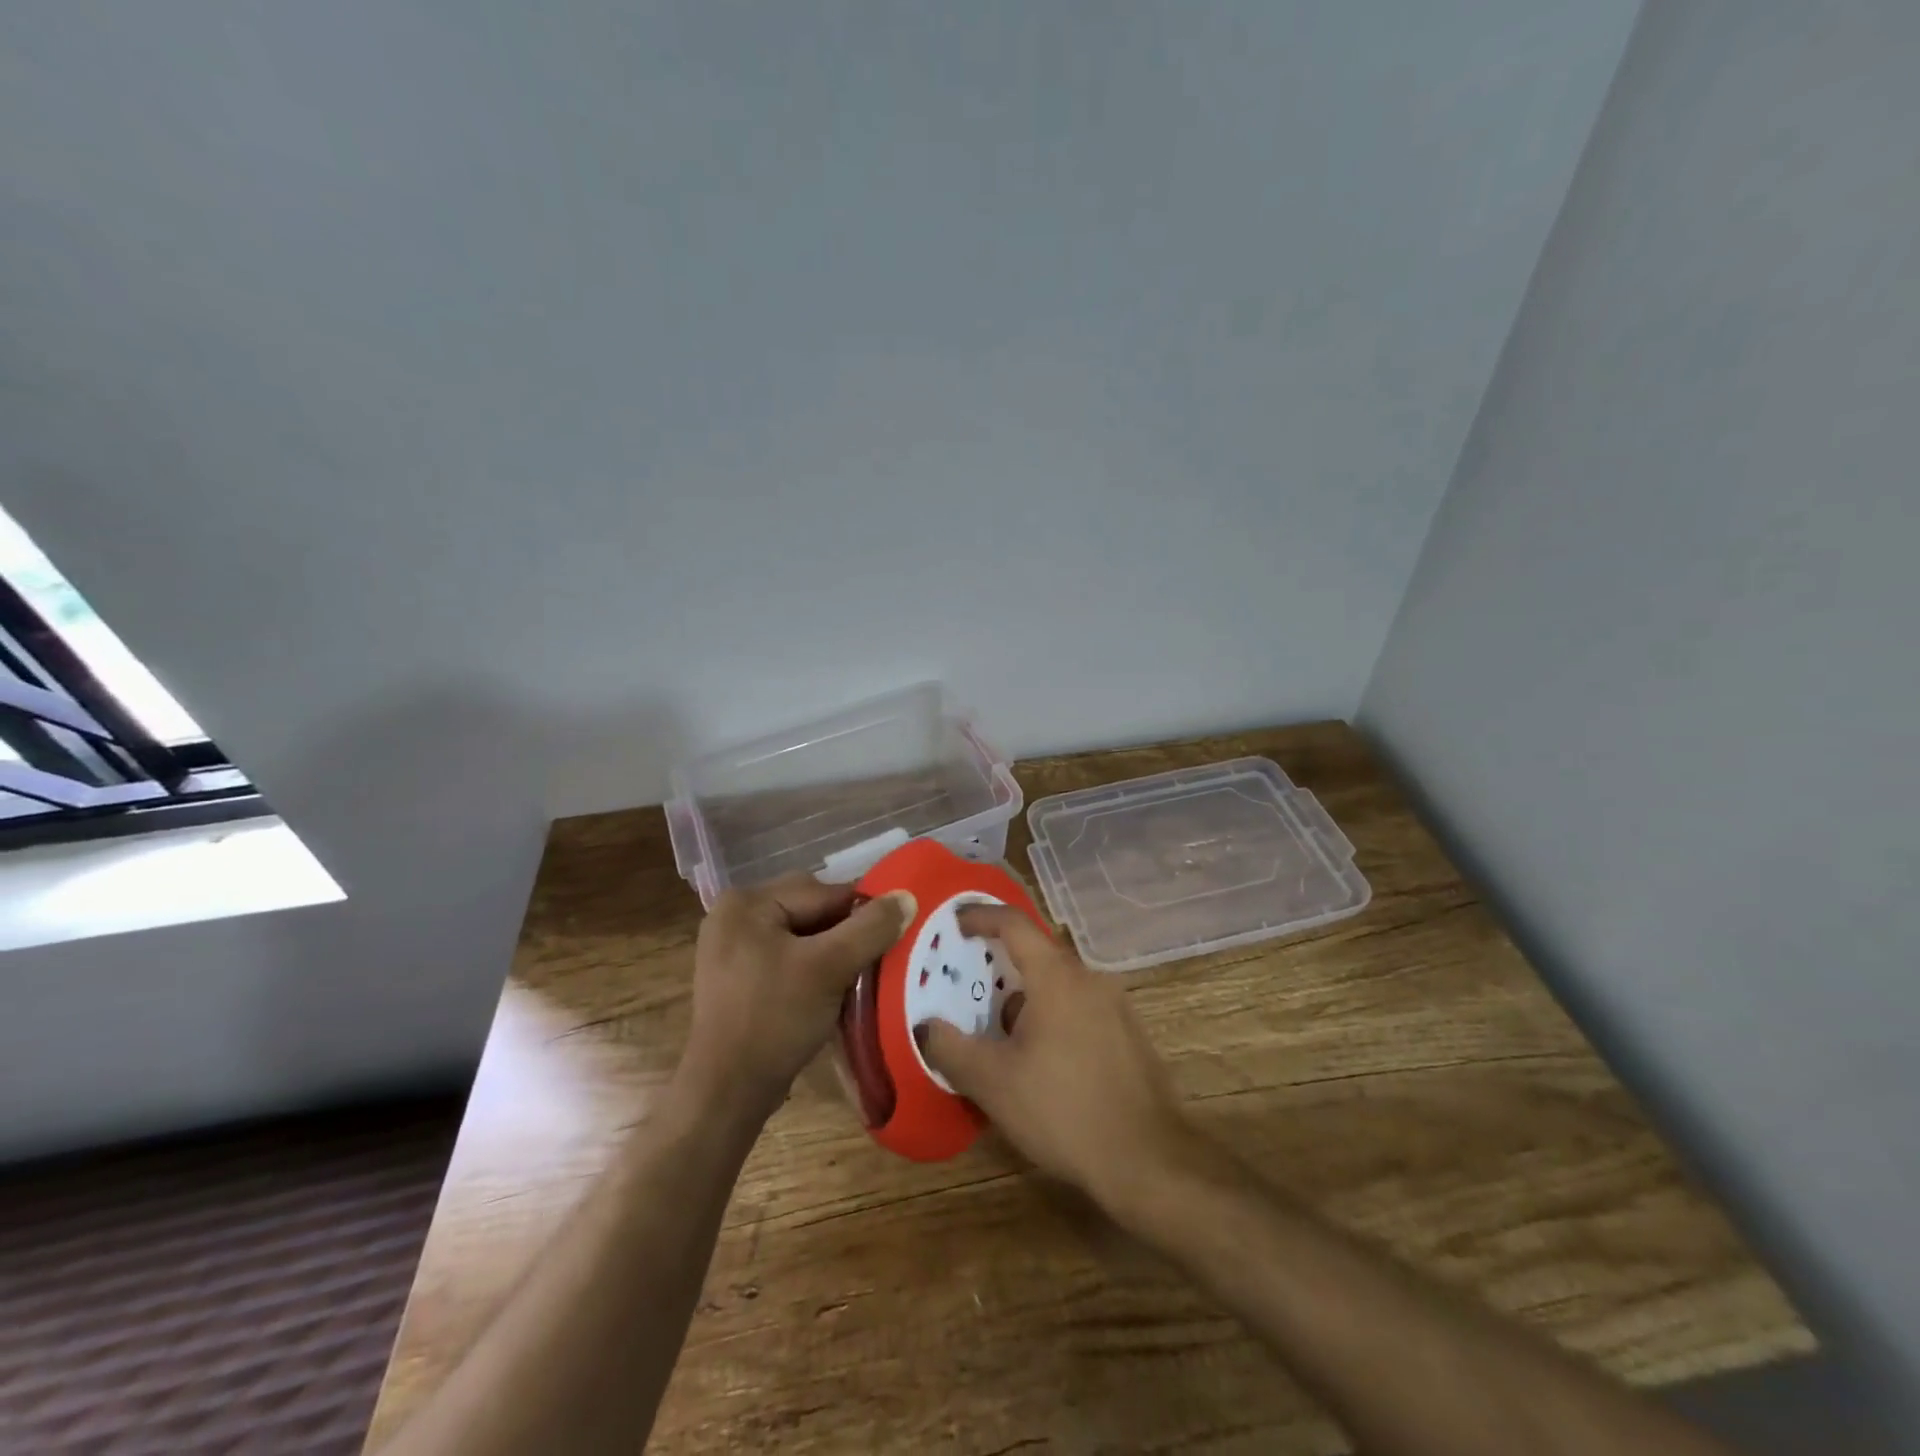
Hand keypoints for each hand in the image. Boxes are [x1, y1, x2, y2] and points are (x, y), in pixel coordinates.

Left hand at [682, 875, 912, 1118]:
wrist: (727, 1092)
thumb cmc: (775, 1019)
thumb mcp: (830, 968)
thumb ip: (871, 928)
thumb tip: (907, 896)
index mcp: (747, 902)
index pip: (822, 892)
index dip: (862, 913)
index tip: (895, 934)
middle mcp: (735, 915)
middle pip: (811, 910)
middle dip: (846, 932)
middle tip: (875, 959)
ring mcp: (733, 947)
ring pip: (802, 934)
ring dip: (833, 951)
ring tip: (857, 975)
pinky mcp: (739, 976)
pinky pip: (788, 955)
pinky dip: (813, 967)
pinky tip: (831, 989)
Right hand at [917, 906, 1194, 1208]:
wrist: (1149, 1160)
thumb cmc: (1064, 1110)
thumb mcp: (994, 1083)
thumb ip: (952, 1049)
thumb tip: (926, 1027)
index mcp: (1056, 976)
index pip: (1013, 924)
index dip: (980, 916)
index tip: (955, 922)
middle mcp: (1090, 978)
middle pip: (1037, 954)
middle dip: (999, 966)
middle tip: (968, 987)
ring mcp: (1115, 1005)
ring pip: (1059, 985)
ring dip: (1025, 998)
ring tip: (999, 1034)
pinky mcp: (1129, 1034)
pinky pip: (1080, 1008)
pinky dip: (1052, 1017)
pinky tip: (1041, 1061)